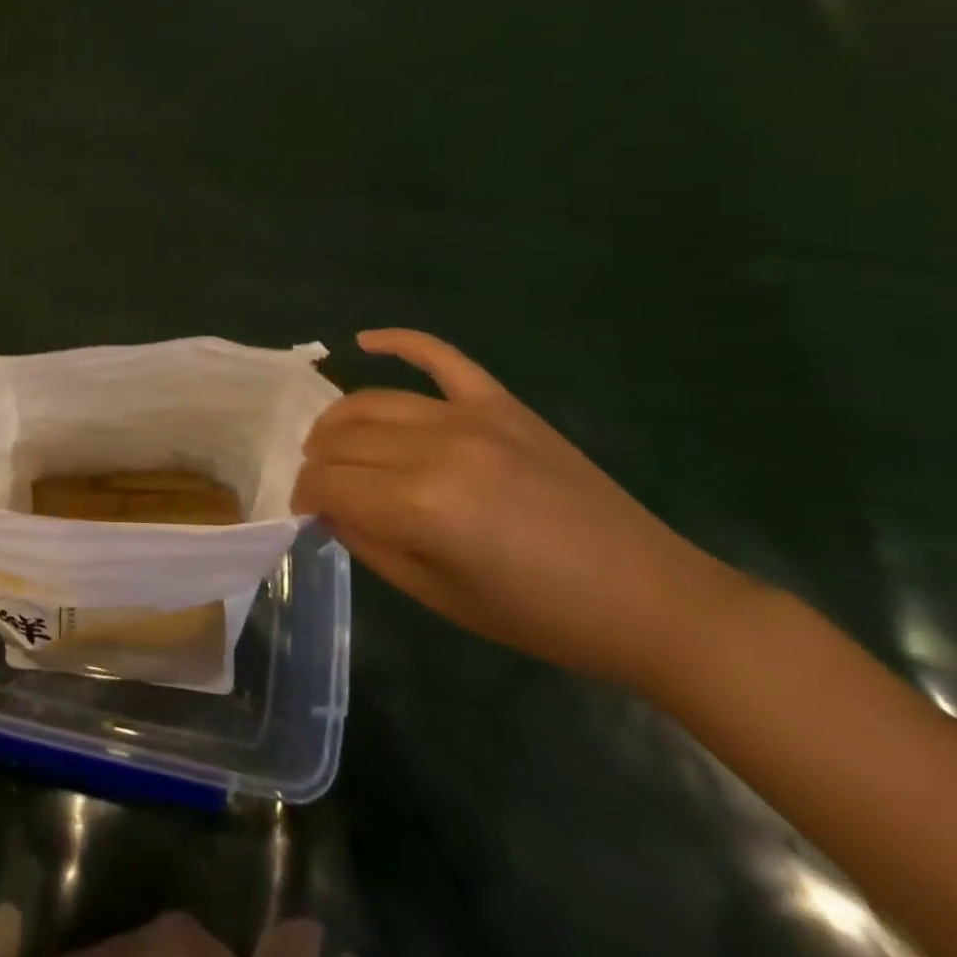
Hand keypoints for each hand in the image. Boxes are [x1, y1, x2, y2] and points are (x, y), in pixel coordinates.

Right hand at [296, 329, 746, 690]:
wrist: (650, 600)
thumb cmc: (539, 616)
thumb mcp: (438, 598)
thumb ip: (369, 545)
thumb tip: (328, 508)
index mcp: (420, 507)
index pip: (328, 484)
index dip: (306, 497)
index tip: (306, 513)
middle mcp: (435, 449)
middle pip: (343, 439)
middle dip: (318, 463)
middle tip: (324, 486)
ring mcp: (470, 417)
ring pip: (374, 401)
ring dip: (338, 421)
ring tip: (332, 444)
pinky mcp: (500, 403)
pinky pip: (440, 356)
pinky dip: (399, 342)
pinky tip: (364, 340)